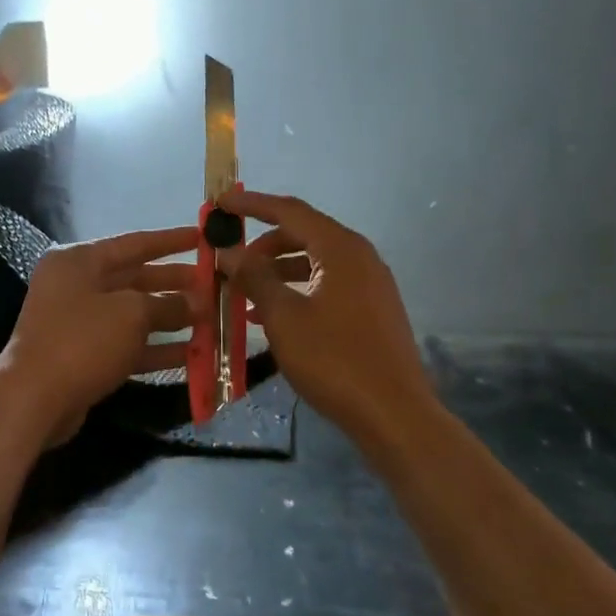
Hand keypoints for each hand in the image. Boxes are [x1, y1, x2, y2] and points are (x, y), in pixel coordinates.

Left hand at [0, 225, 201, 447]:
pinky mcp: (84, 356)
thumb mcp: (131, 314)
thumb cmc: (83, 341)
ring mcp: (79, 323)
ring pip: (133, 315)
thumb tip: (196, 302)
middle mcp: (76, 286)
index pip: (134, 243)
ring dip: (170, 318)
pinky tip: (191, 355)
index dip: (171, 241)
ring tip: (209, 321)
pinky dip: (155, 348)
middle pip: (135, 279)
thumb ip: (168, 303)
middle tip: (213, 285)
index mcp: (80, 261)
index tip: (203, 237)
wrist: (34, 398)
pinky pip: (127, 345)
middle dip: (174, 283)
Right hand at [216, 190, 434, 449]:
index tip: (222, 202)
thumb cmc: (334, 360)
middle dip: (263, 246)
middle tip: (230, 262)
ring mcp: (370, 284)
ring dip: (277, 273)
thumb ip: (255, 277)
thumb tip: (230, 250)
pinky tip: (272, 317)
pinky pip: (327, 286)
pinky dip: (298, 292)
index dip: (253, 204)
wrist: (393, 412)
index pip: (290, 211)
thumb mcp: (285, 317)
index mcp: (341, 248)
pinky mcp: (372, 310)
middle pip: (304, 235)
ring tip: (243, 295)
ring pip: (314, 263)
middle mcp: (360, 257)